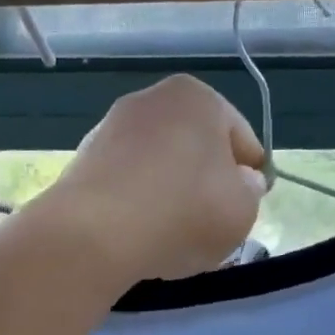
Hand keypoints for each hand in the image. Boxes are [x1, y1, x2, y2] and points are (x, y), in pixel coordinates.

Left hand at [42, 75, 266, 282]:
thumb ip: (250, 192)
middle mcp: (151, 100)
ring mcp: (111, 128)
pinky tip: (141, 236)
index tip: (244, 209)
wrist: (95, 234)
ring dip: (171, 196)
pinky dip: (138, 205)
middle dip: (206, 185)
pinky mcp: (83, 161)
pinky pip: (127, 185)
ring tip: (174, 237)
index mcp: (198, 97)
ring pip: (160, 167)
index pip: (241, 139)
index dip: (250, 178)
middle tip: (211, 226)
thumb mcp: (243, 210)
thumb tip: (241, 181)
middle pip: (196, 149)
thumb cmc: (184, 213)